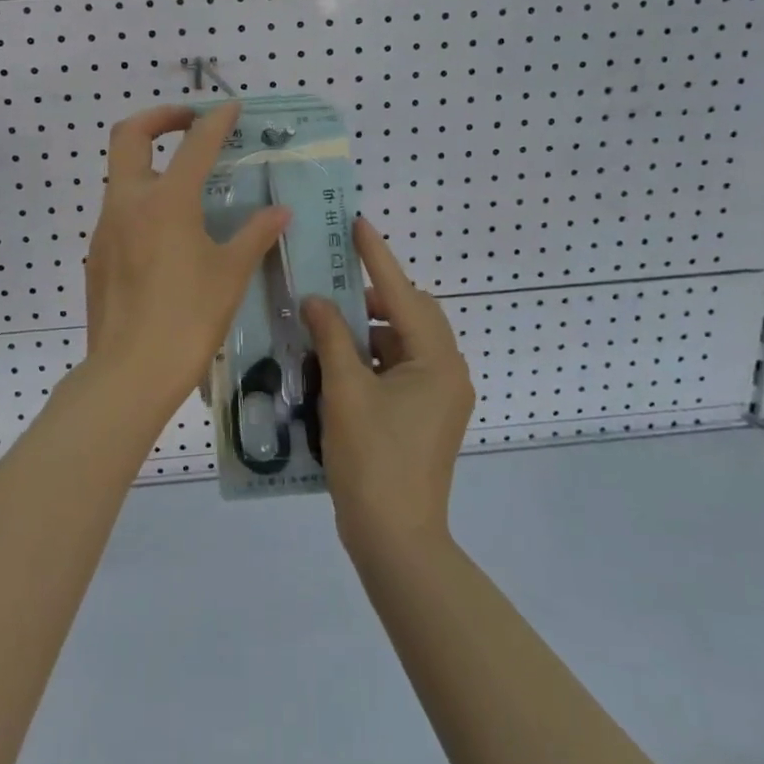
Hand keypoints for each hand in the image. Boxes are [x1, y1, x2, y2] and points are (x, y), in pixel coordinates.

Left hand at [83, 102, 289, 422]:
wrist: (130, 372)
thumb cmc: (188, 319)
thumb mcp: (230, 275)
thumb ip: (255, 235)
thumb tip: (279, 212)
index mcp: (166, 201)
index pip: (194, 145)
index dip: (215, 121)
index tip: (230, 108)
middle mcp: (128, 202)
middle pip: (129, 136)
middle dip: (159, 118)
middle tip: (188, 122)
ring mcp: (106, 228)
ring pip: (121, 175)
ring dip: (150, 164)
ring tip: (186, 184)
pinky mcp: (97, 253)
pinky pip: (119, 212)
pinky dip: (143, 202)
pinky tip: (168, 234)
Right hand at [303, 218, 473, 555]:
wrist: (396, 539)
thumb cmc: (372, 459)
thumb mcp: (345, 391)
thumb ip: (331, 338)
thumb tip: (316, 300)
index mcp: (437, 361)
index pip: (402, 294)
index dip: (377, 257)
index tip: (357, 224)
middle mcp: (447, 372)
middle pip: (409, 315)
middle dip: (371, 298)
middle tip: (331, 286)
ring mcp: (438, 396)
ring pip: (402, 343)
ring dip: (367, 331)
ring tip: (325, 327)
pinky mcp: (425, 415)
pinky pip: (398, 369)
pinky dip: (370, 359)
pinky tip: (336, 362)